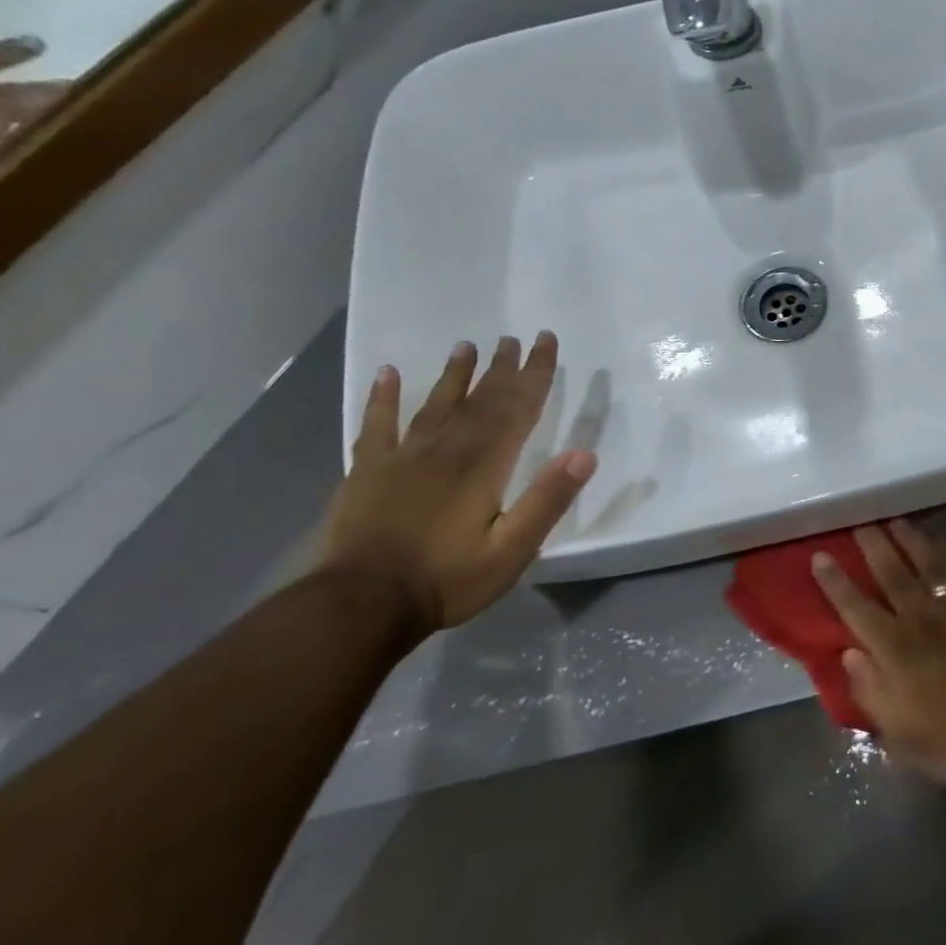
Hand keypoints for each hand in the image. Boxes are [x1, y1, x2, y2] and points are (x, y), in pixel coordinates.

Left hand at [321, 333, 596, 631]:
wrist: (360, 606)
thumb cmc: (446, 580)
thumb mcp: (511, 551)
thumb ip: (547, 500)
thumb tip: (585, 454)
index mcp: (483, 465)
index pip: (517, 408)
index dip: (535, 374)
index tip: (546, 342)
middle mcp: (446, 449)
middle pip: (480, 399)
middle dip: (502, 368)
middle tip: (514, 338)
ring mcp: (402, 457)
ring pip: (435, 404)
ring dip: (454, 374)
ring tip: (466, 346)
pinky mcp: (368, 472)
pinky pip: (377, 425)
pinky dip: (383, 398)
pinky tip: (387, 374)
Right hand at [812, 521, 945, 780]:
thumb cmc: (942, 738)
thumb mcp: (892, 726)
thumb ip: (866, 686)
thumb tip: (849, 652)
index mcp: (891, 646)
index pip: (854, 605)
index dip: (835, 581)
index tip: (820, 556)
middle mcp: (918, 618)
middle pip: (891, 573)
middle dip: (873, 546)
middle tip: (861, 523)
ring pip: (929, 564)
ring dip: (911, 540)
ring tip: (898, 522)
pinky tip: (945, 542)